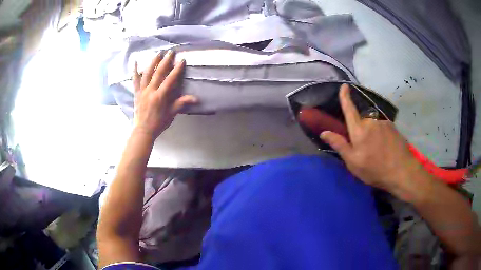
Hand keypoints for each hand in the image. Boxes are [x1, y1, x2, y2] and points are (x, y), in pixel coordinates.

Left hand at [132, 51, 196, 138]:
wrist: (143, 131)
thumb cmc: (159, 123)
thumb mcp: (171, 113)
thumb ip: (181, 103)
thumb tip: (196, 99)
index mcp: (160, 96)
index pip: (170, 79)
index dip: (177, 69)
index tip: (181, 60)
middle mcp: (150, 90)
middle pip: (158, 72)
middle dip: (165, 61)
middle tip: (170, 51)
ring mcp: (142, 91)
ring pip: (147, 73)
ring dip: (153, 62)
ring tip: (158, 53)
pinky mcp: (136, 93)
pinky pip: (135, 80)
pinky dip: (135, 71)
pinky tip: (135, 62)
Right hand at [320, 84, 425, 192]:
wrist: (401, 170)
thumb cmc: (375, 169)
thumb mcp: (353, 162)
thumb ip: (339, 145)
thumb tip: (324, 132)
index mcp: (359, 130)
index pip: (349, 109)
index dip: (345, 97)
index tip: (344, 86)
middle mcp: (371, 121)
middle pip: (361, 118)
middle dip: (359, 128)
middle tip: (363, 146)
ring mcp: (383, 122)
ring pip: (372, 123)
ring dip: (371, 132)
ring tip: (375, 148)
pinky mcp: (392, 126)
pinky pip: (381, 125)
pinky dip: (379, 133)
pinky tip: (384, 146)